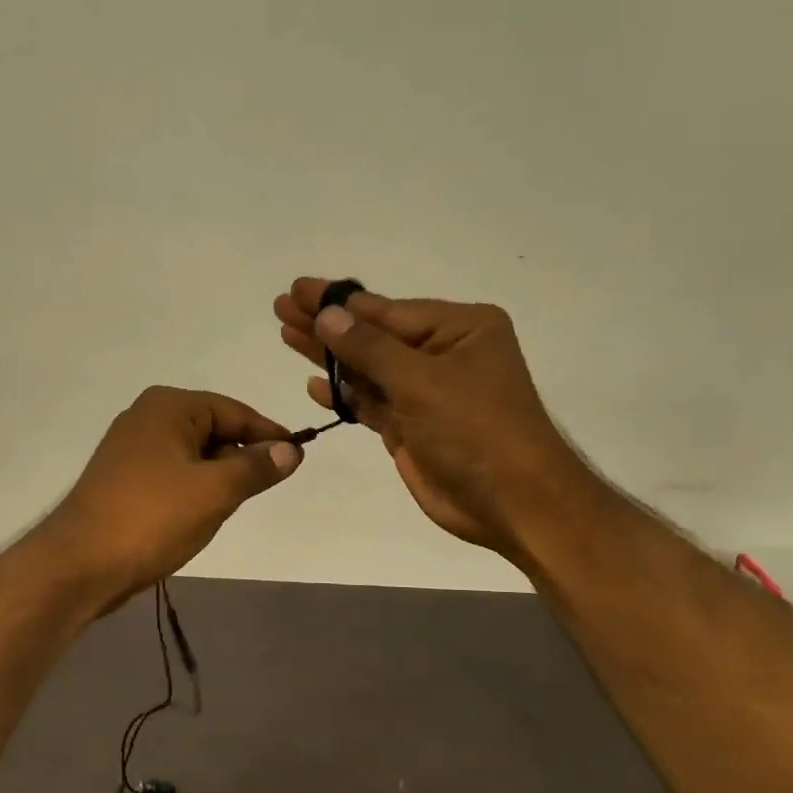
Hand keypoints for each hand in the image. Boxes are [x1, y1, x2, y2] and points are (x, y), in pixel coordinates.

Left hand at [42, 386, 301, 607]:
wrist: (80, 564)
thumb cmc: (152, 518)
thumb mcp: (215, 491)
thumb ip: (256, 467)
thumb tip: (291, 450)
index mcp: (169, 406)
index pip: (234, 411)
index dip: (268, 435)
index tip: (298, 457)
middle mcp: (146, 416)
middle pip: (213, 430)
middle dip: (239, 459)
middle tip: (261, 489)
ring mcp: (130, 448)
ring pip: (193, 455)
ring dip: (216, 478)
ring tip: (227, 507)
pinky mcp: (122, 478)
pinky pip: (172, 473)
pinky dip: (192, 489)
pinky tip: (197, 516)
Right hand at [273, 279, 593, 562]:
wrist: (512, 502)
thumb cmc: (476, 430)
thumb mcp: (422, 381)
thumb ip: (370, 348)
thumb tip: (327, 315)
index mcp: (459, 329)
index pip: (386, 309)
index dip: (337, 302)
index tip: (297, 289)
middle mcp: (442, 354)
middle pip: (372, 335)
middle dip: (327, 324)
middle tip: (281, 307)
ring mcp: (425, 393)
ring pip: (367, 368)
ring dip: (329, 356)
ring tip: (285, 335)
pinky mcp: (411, 427)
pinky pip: (370, 402)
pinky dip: (344, 394)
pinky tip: (314, 384)